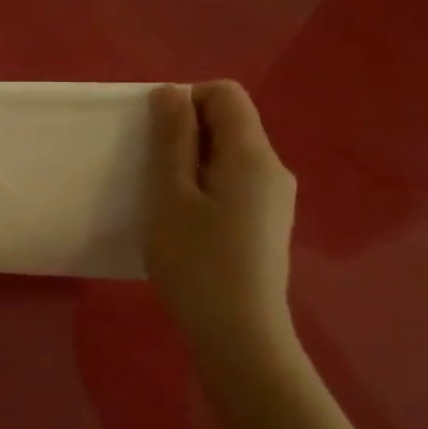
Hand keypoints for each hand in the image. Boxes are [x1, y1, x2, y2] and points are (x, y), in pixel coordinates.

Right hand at [144, 80, 298, 367]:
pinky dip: (207, 187)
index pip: (225, 94)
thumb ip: (172, 140)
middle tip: (152, 173)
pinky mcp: (268, 224)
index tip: (155, 138)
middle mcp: (273, 168)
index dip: (185, 101)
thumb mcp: (171, 195)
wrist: (239, 335)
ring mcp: (275, 199)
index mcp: (252, 154)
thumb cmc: (196, 262)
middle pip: (230, 124)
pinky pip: (235, 184)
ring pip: (230, 156)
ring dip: (193, 163)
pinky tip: (188, 224)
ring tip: (165, 201)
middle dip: (186, 133)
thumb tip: (172, 92)